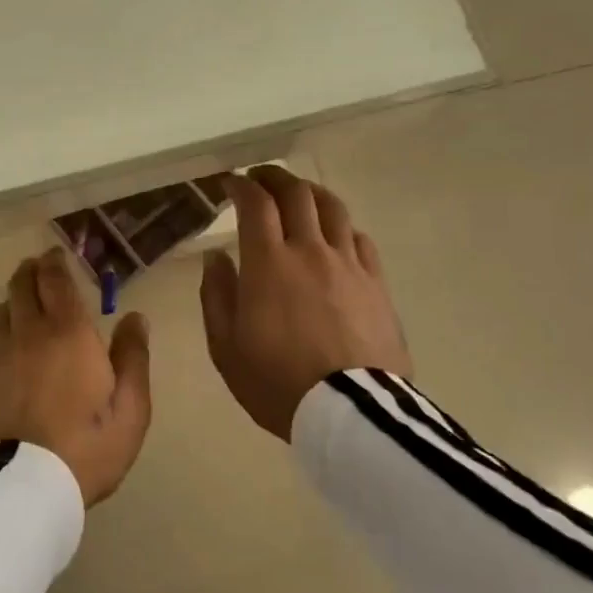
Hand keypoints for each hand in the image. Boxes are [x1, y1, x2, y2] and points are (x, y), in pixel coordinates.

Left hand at [0, 249, 153, 506]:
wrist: (22, 486)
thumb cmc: (86, 447)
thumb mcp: (131, 410)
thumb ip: (133, 358)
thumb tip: (135, 318)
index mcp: (69, 333)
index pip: (56, 280)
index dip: (55, 261)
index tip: (57, 252)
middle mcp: (30, 333)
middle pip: (21, 286)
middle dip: (30, 270)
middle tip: (39, 267)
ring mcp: (0, 356)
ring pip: (3, 311)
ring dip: (14, 299)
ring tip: (25, 302)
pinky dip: (4, 332)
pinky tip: (12, 347)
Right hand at [199, 165, 412, 442]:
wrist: (350, 415)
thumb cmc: (276, 382)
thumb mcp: (225, 346)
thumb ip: (216, 295)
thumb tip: (216, 257)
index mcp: (268, 263)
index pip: (255, 204)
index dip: (241, 185)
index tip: (229, 183)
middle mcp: (310, 251)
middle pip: (296, 194)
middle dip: (274, 177)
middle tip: (259, 178)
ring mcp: (348, 265)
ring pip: (333, 208)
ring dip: (310, 192)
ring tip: (298, 194)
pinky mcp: (377, 285)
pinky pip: (360, 240)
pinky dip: (342, 227)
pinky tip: (335, 235)